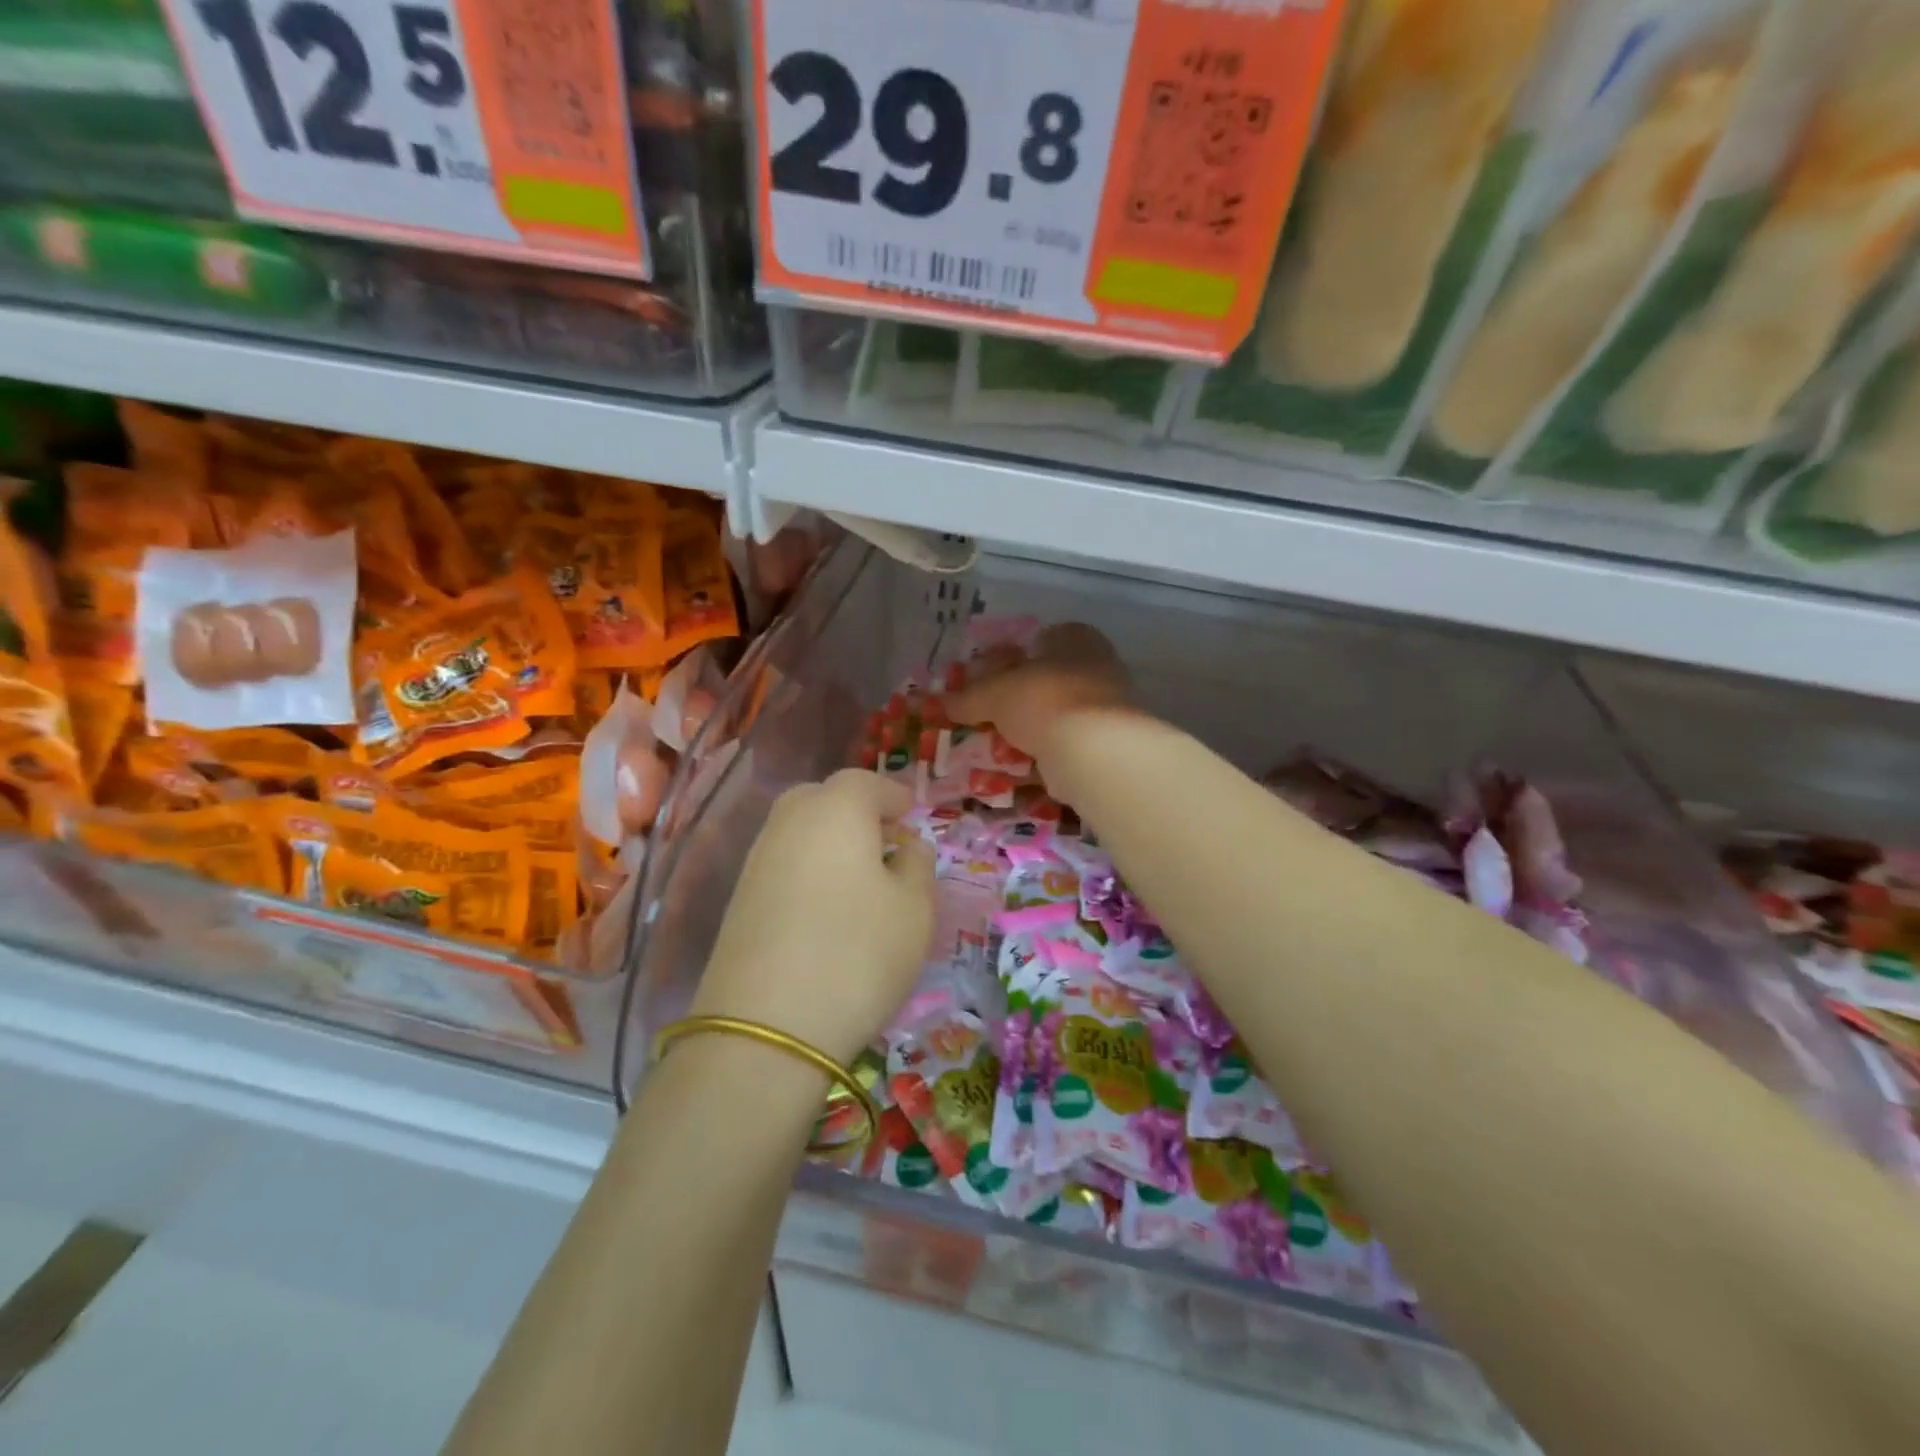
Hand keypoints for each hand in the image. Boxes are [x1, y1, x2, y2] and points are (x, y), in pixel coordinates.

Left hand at [692, 768, 934, 1064]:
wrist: (766, 1027)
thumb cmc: (859, 953)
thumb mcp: (915, 909)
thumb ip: (918, 866)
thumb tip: (906, 847)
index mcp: (835, 810)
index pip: (865, 782)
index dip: (892, 795)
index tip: (912, 816)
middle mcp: (789, 822)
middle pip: (823, 798)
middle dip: (856, 812)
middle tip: (885, 843)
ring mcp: (757, 860)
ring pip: (799, 831)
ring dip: (831, 842)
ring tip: (861, 879)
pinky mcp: (739, 899)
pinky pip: (783, 864)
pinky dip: (808, 869)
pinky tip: (826, 907)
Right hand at [946, 622, 1132, 765]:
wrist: (1093, 750)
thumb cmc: (1043, 699)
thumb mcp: (993, 693)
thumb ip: (967, 697)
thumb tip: (938, 702)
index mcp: (1076, 639)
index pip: (1040, 640)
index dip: (1011, 658)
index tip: (986, 680)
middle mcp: (1097, 667)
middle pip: (1047, 682)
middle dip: (1017, 701)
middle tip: (986, 718)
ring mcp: (1106, 709)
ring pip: (1056, 718)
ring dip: (1029, 733)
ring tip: (996, 748)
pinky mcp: (1106, 746)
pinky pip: (1065, 749)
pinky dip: (1043, 759)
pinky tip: (1017, 771)